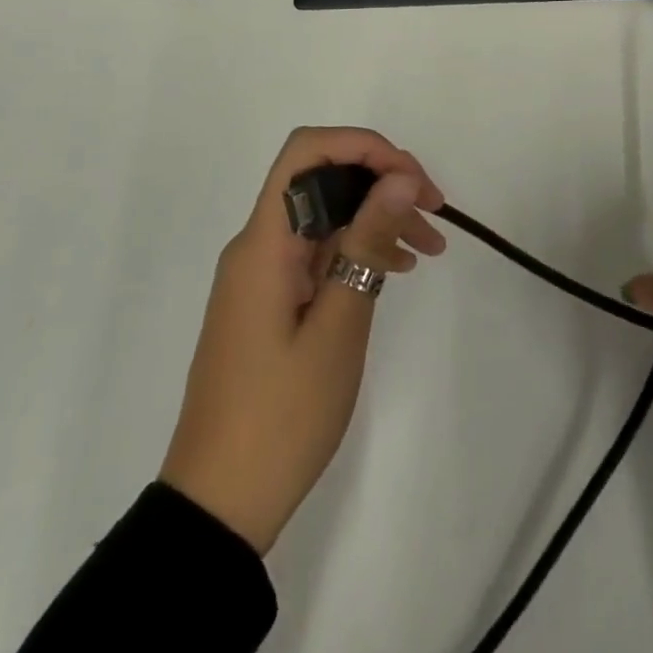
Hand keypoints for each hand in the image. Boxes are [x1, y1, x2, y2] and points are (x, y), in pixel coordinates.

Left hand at [160, 127, 445, 554]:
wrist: (218, 505)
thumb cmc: (281, 417)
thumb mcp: (338, 327)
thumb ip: (367, 243)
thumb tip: (399, 177)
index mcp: (264, 242)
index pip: (307, 152)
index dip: (363, 147)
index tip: (412, 180)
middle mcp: (258, 245)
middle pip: (321, 179)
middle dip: (380, 181)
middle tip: (434, 211)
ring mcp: (262, 274)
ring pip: (325, 216)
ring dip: (376, 217)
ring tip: (430, 248)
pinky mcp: (270, 301)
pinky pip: (318, 252)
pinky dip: (359, 250)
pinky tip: (397, 270)